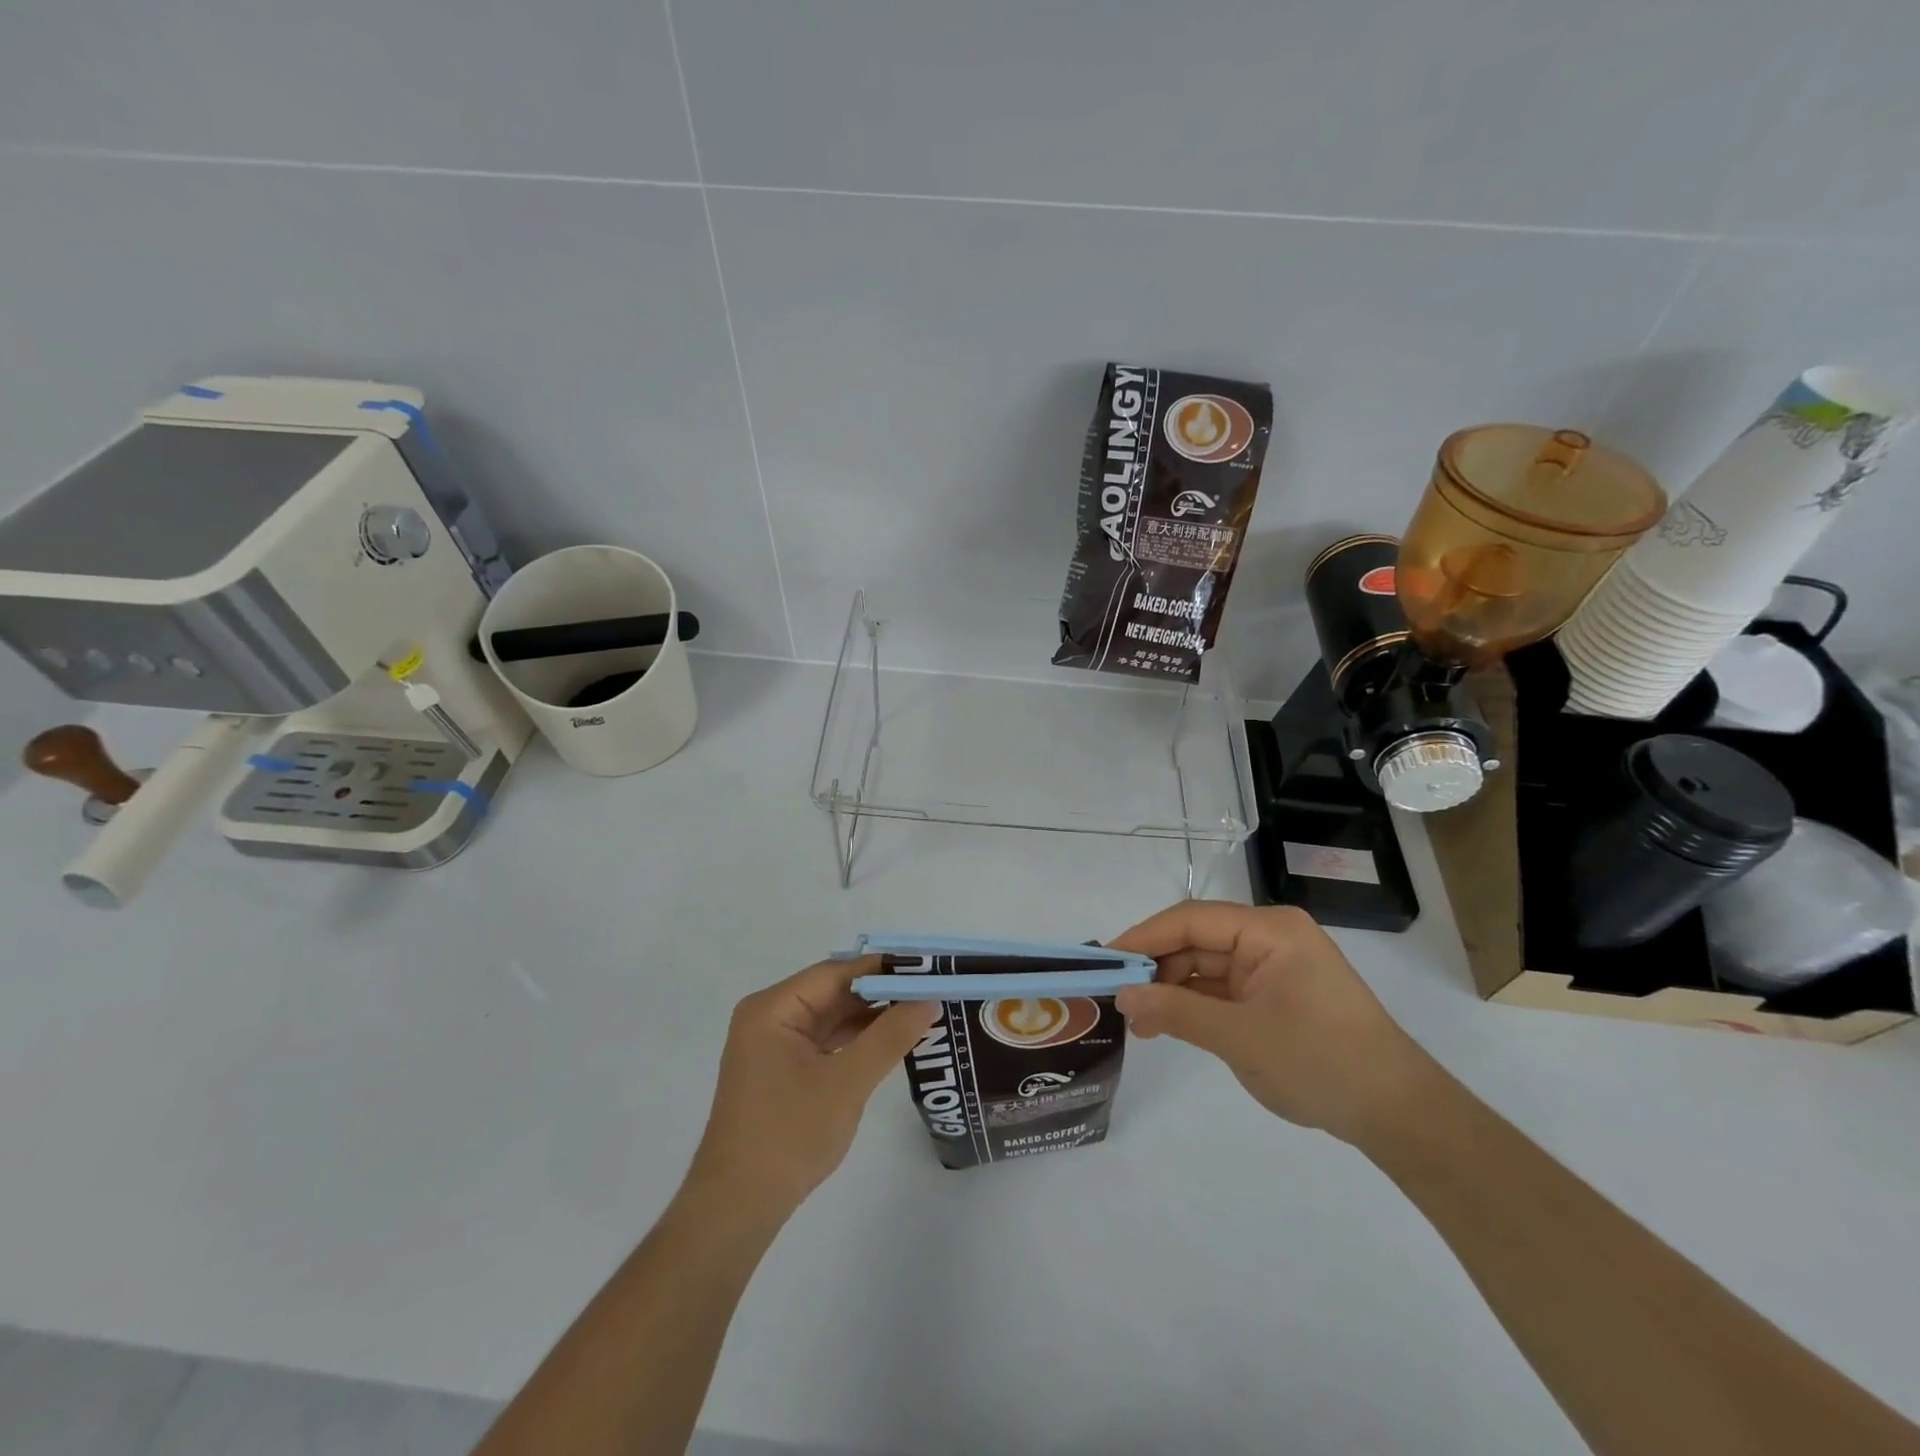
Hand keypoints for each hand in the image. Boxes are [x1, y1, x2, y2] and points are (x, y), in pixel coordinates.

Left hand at [687, 958, 937, 1216]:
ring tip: (920, 1011)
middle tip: (931, 990)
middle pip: (833, 991)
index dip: (883, 968)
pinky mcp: (781, 1070)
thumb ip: (889, 1036)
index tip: (927, 967)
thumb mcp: (847, 1082)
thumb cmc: (789, 1136)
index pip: (836, 973)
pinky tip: (890, 1040)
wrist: (737, 1208)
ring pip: (831, 1016)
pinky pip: (825, 1040)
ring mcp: (773, 1045)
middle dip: (881, 992)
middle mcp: (769, 1017)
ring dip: (871, 1016)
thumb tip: (929, 1000)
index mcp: (773, 1008)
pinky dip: (856, 1040)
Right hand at [1109, 901, 1438, 1145]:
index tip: (1106, 961)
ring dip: (1172, 990)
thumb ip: (1177, 1011)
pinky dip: (1194, 1005)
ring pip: (1206, 966)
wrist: (1397, 1114)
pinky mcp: (1274, 994)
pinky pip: (1222, 989)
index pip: (1191, 920)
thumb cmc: (1321, 1062)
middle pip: (1197, 940)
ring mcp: (1273, 967)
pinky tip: (1166, 1024)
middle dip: (1157, 968)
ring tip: (1139, 1022)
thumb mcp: (1241, 1037)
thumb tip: (1123, 995)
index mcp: (1269, 930)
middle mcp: (1269, 938)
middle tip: (1118, 998)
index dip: (1144, 938)